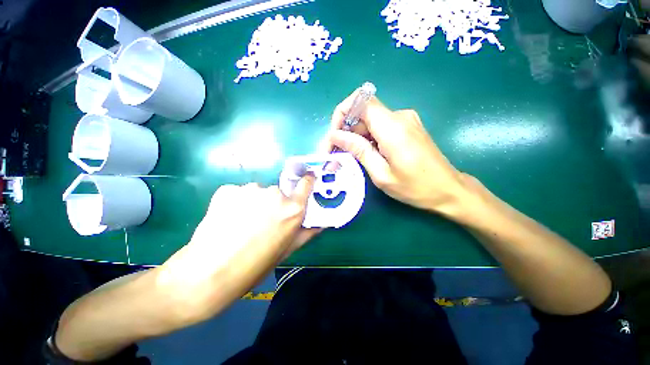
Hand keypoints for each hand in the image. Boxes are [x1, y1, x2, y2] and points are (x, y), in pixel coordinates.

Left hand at [154, 177, 318, 325]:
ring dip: (253, 203)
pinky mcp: (228, 189)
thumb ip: (306, 233)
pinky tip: (226, 219)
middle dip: (273, 204)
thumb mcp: (286, 250)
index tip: (306, 180)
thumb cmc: (255, 266)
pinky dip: (235, 202)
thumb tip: (321, 223)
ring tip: (240, 224)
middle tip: (261, 223)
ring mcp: (251, 190)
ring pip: (257, 193)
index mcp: (292, 209)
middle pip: (278, 193)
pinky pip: (238, 193)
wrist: (208, 274)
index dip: (306, 181)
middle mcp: (275, 194)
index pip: (305, 184)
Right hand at [328, 90, 469, 215]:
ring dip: (355, 136)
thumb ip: (358, 150)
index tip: (334, 136)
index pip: (360, 101)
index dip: (342, 113)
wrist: (448, 189)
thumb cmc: (415, 187)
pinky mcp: (407, 127)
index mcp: (393, 127)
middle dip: (344, 131)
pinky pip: (380, 127)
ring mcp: (405, 120)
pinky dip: (367, 138)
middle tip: (334, 153)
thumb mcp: (381, 174)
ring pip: (370, 121)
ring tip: (345, 157)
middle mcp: (399, 116)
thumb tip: (335, 135)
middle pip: (363, 113)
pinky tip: (363, 154)